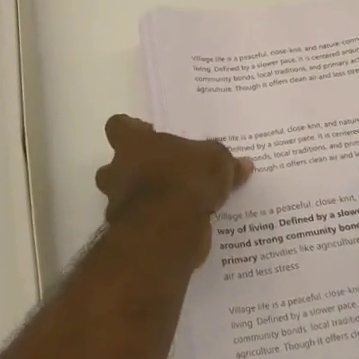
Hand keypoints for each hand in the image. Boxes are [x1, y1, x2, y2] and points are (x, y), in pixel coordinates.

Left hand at [94, 115, 251, 260]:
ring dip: (142, 199)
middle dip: (132, 171)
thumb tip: (244, 164)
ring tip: (174, 203)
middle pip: (114, 165)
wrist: (167, 230)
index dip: (132, 130)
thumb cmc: (185, 179)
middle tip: (162, 173)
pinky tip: (177, 226)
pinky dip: (153, 224)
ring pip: (123, 196)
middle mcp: (117, 170)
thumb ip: (225, 161)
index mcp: (133, 143)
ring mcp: (117, 203)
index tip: (150, 135)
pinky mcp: (126, 233)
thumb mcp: (217, 162)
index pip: (118, 126)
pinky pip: (139, 223)